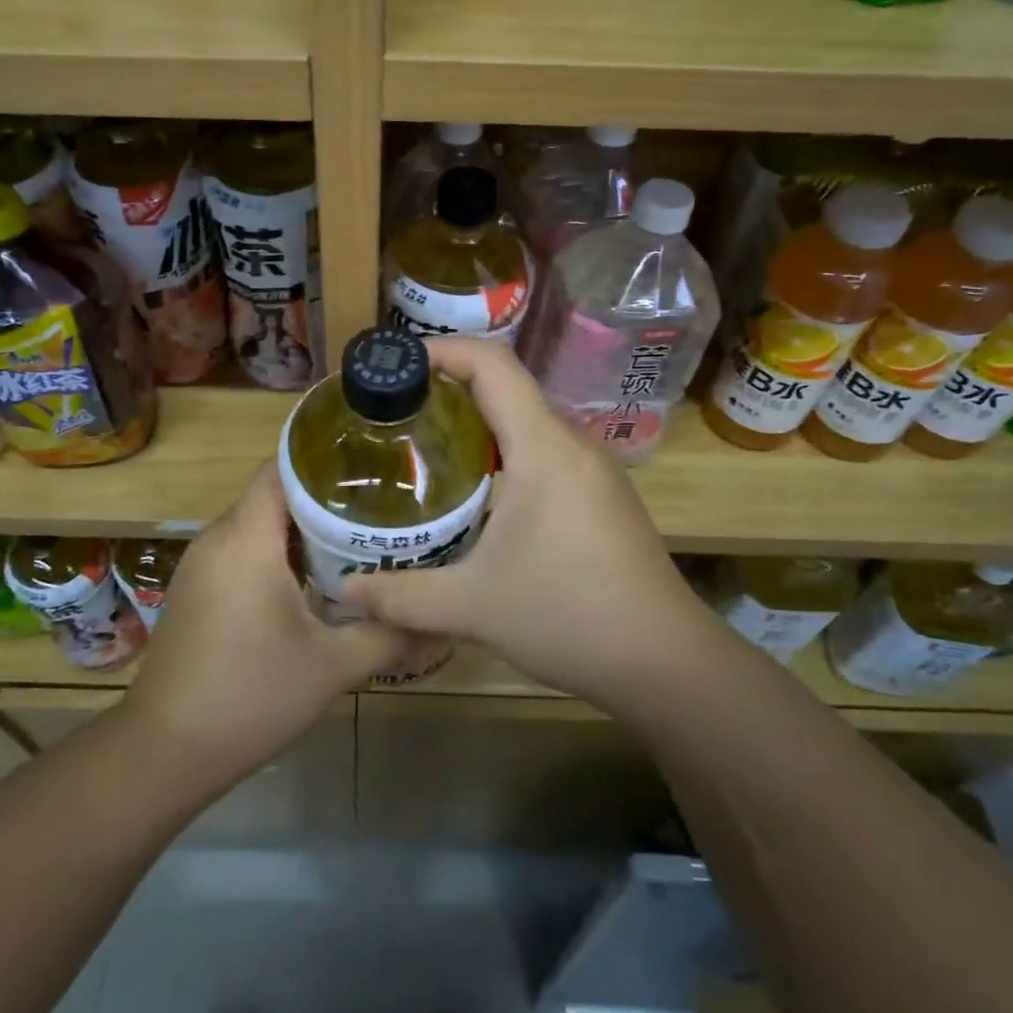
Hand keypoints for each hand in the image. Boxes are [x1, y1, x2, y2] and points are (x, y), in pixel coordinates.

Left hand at [123, 464, 407, 784]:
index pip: (283, 468)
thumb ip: (388, 634)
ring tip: (359, 537)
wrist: (165, 752)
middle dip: (326, 496)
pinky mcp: (198, 589)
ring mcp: (202, 564)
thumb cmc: (250, 697)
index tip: (373, 466)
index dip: (326, 460)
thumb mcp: (332, 666)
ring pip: (260, 524)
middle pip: (275, 494)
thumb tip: (439, 620)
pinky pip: (244, 550)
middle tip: (381, 504)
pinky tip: (317, 578)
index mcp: (246, 539)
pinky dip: (279, 552)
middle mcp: (219, 538)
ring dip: (304, 528)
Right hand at [343, 338, 716, 713]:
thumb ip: (402, 596)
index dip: (441, 350)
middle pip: (506, 388)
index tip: (395, 364)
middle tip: (393, 413)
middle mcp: (572, 444)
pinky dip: (503, 452)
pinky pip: (544, 451)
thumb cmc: (570, 617)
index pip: (492, 365)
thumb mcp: (473, 607)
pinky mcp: (601, 495)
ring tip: (424, 447)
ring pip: (526, 421)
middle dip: (447, 389)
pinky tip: (476, 492)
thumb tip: (345, 591)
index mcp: (544, 447)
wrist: (666, 662)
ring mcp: (593, 469)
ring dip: (476, 423)